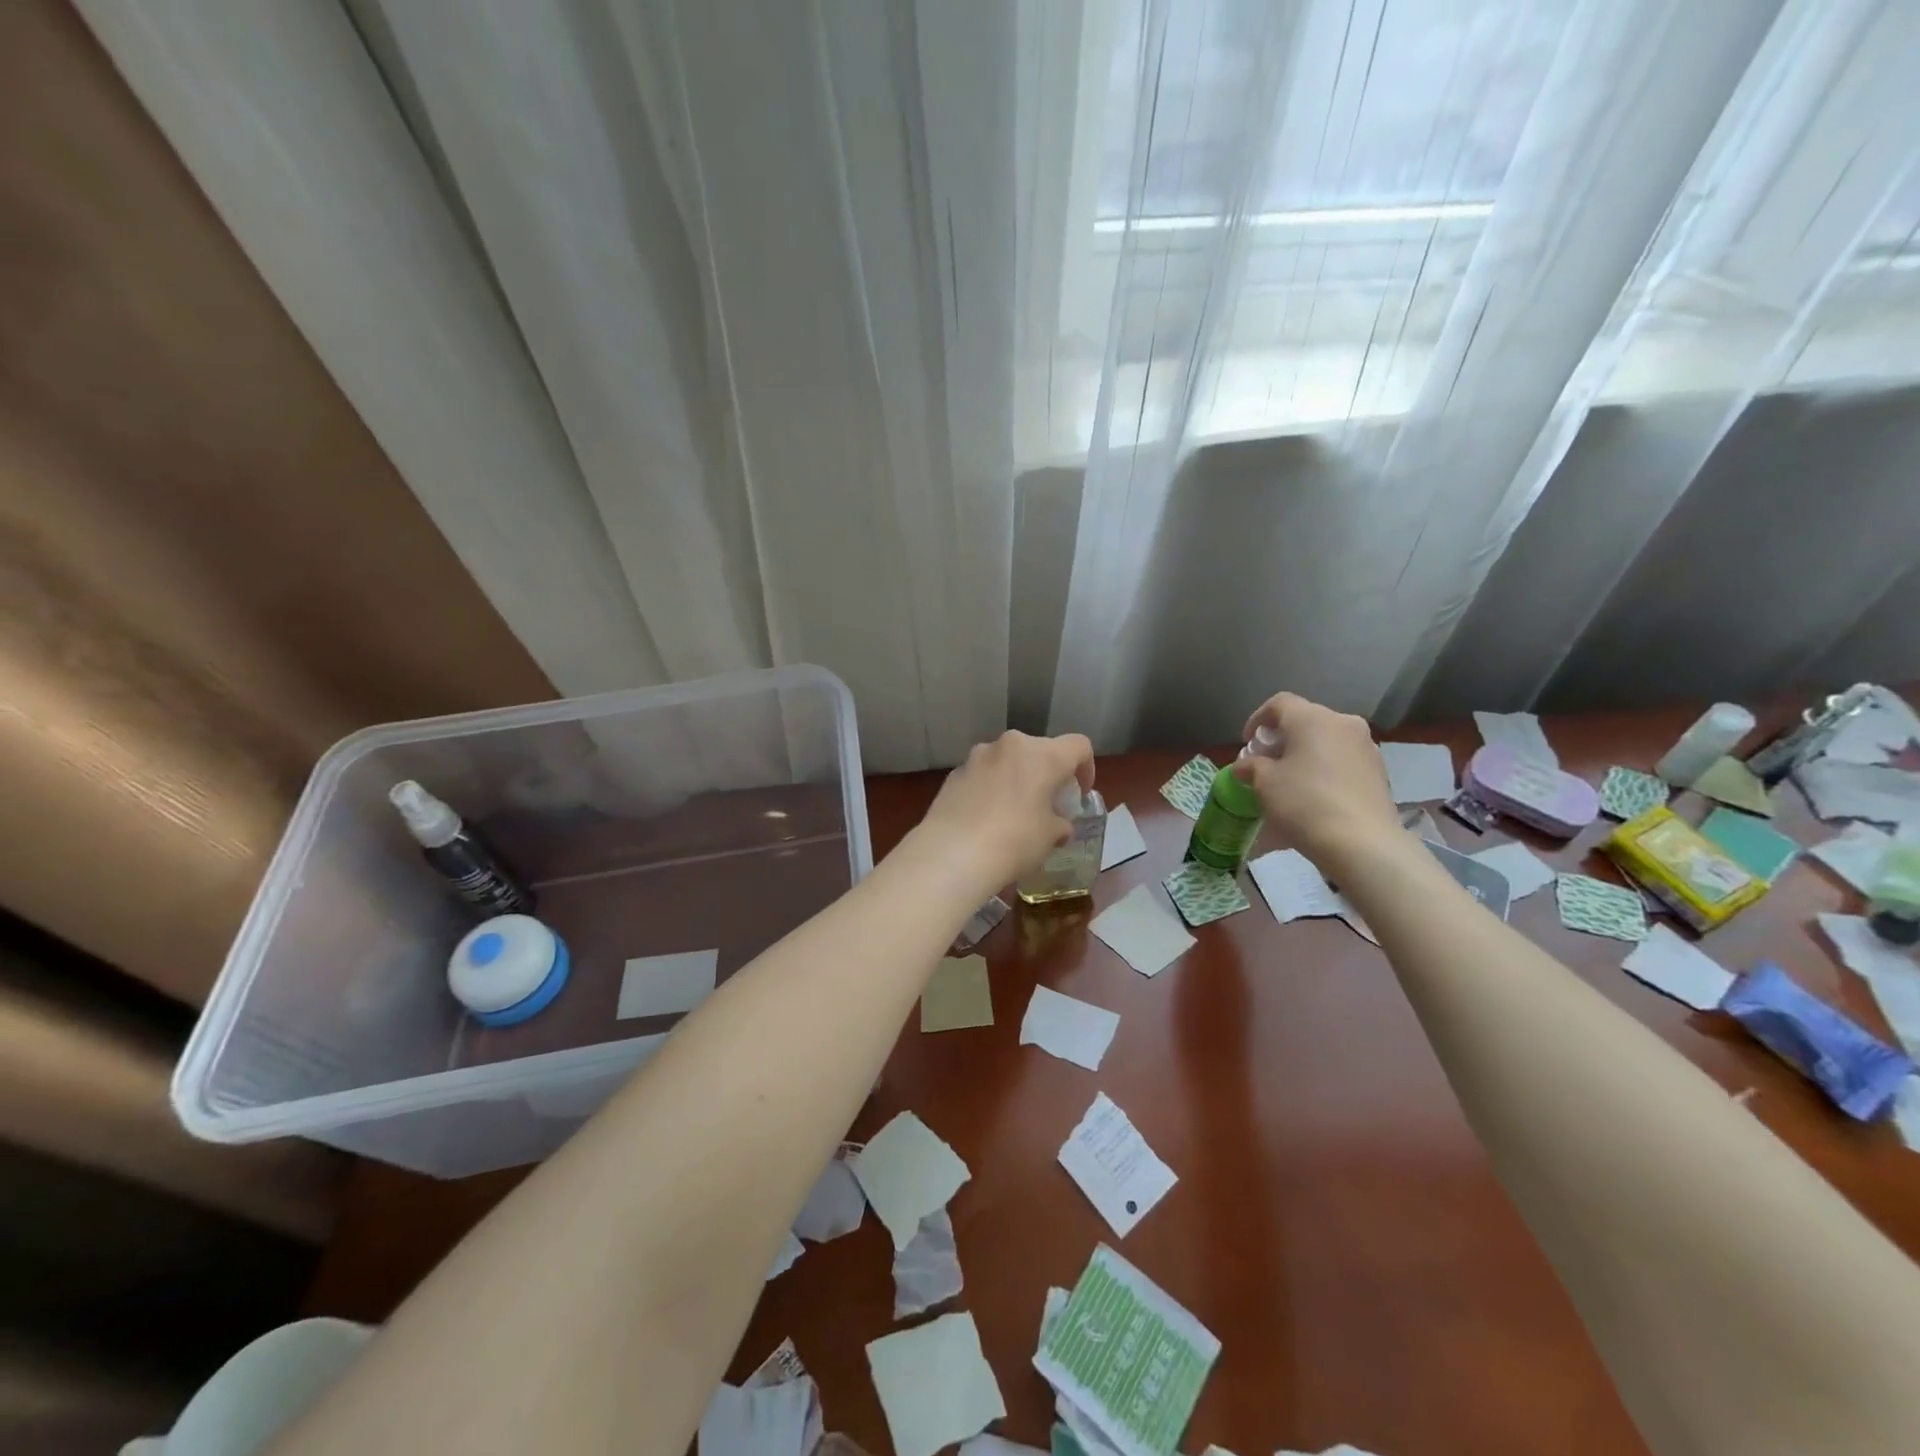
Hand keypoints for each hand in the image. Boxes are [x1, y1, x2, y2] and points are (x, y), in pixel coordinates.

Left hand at [914, 730, 1094, 892]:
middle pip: (1040, 750)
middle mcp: (1010, 745)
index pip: (1079, 746)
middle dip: (1047, 773)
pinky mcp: (954, 773)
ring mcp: (977, 756)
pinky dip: (990, 789)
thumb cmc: (1015, 841)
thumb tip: (1058, 825)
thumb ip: (1060, 824)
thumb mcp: (1051, 837)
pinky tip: (985, 819)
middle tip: (1047, 804)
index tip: (1079, 794)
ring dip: (1016, 778)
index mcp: (1043, 755)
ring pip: (1008, 760)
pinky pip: (983, 775)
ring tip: (1014, 812)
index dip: (1086, 768)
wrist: (953, 853)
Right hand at [1231, 692, 1399, 868]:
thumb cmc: (1304, 803)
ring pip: (1327, 741)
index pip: (1279, 703)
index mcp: (1312, 718)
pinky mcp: (1379, 772)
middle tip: (1266, 763)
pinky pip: (1343, 761)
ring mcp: (1366, 747)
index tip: (1247, 743)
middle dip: (1282, 739)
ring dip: (1305, 754)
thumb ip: (1251, 766)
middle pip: (1305, 721)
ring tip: (1290, 781)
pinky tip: (1315, 795)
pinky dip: (1324, 769)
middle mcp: (1343, 723)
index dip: (1257, 719)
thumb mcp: (1264, 783)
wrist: (1362, 843)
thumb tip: (1246, 765)